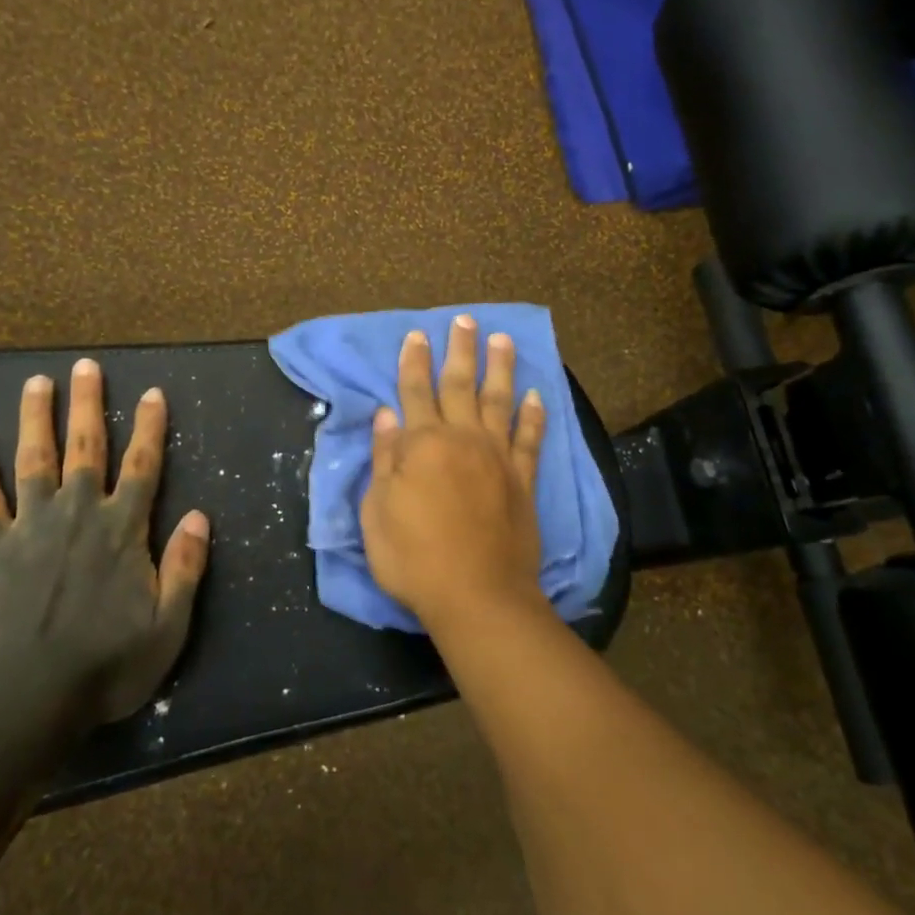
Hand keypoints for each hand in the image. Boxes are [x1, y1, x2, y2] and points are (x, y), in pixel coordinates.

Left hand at [0, 359, 209, 723]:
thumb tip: (201, 515)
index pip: (142, 466)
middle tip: (86, 366)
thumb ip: (186, 567)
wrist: (27, 701)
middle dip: (88, 405)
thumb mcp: (168, 627)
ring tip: (36, 382)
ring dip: (35, 419)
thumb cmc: (106, 667)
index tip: (152, 393)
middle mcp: (78, 514)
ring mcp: (30, 527)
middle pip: (85, 448)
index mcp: (122, 530)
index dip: (150, 428)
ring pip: (33, 460)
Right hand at [361, 315, 547, 629]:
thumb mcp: (378, 511)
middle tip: (464, 319)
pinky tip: (536, 395)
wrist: (477, 595)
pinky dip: (534, 415)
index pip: (415, 392)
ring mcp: (497, 457)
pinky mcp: (522, 480)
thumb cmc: (414, 557)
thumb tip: (386, 415)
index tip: (417, 334)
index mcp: (422, 445)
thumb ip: (384, 458)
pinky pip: (530, 439)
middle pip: (459, 385)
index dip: (413, 362)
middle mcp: (462, 439)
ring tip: (502, 339)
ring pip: (499, 401)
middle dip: (459, 350)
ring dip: (500, 368)